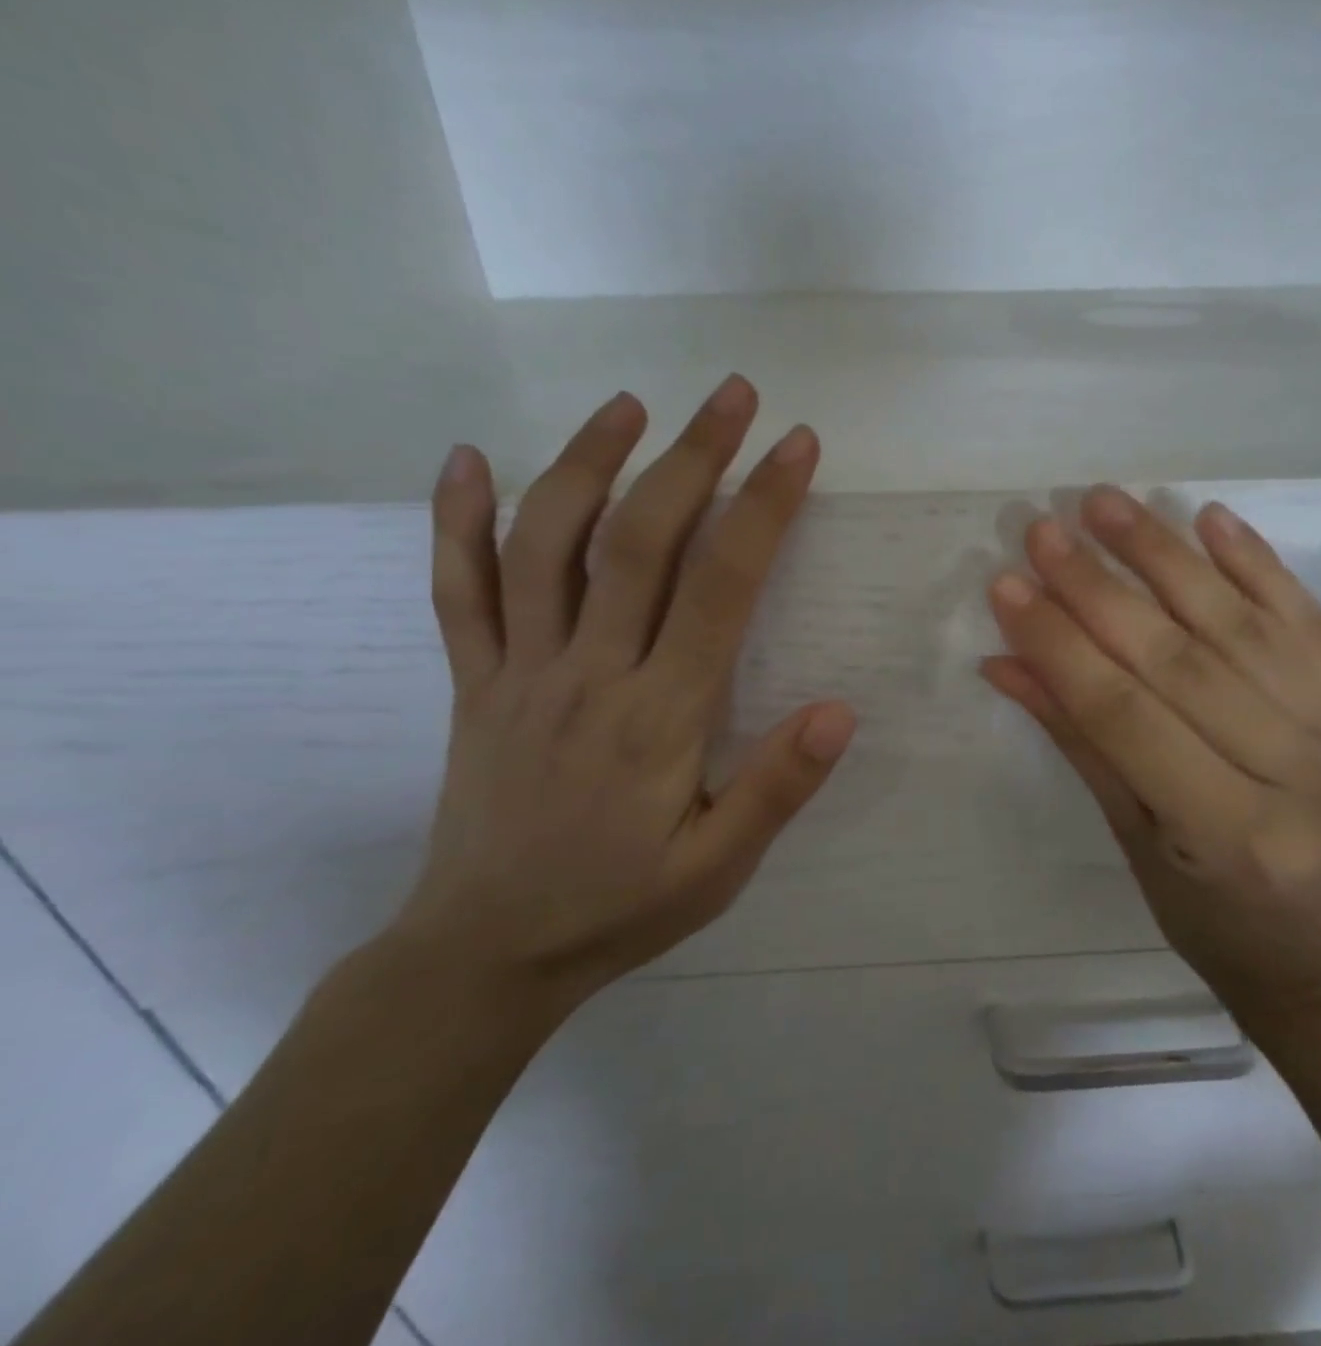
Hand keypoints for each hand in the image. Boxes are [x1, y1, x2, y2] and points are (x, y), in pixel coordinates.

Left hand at [392, 378, 855, 1010]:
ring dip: (587, 461)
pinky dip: (456, 520)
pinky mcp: (475, 681)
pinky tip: (468, 459)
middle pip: (638, 540)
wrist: (486, 953)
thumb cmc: (618, 907)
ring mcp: (520, 670)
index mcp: (659, 715)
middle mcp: (588, 673)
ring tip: (630, 404)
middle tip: (733, 393)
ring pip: (545, 543)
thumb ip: (776, 788)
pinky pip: (457, 590)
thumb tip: (839, 710)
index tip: (795, 446)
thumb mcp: (717, 868)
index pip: (720, 586)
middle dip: (692, 457)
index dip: (762, 507)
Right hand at [983, 487, 1320, 1012]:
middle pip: (1180, 659)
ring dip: (1165, 554)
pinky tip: (1208, 517)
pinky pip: (1304, 617)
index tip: (1008, 586)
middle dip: (1099, 589)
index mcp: (1231, 835)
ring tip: (1106, 503)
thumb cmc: (1206, 913)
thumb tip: (1006, 661)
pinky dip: (1255, 561)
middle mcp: (1298, 776)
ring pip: (1239, 623)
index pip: (1125, 715)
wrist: (1319, 947)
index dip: (1060, 646)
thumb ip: (1077, 740)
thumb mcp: (1131, 838)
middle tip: (1043, 531)